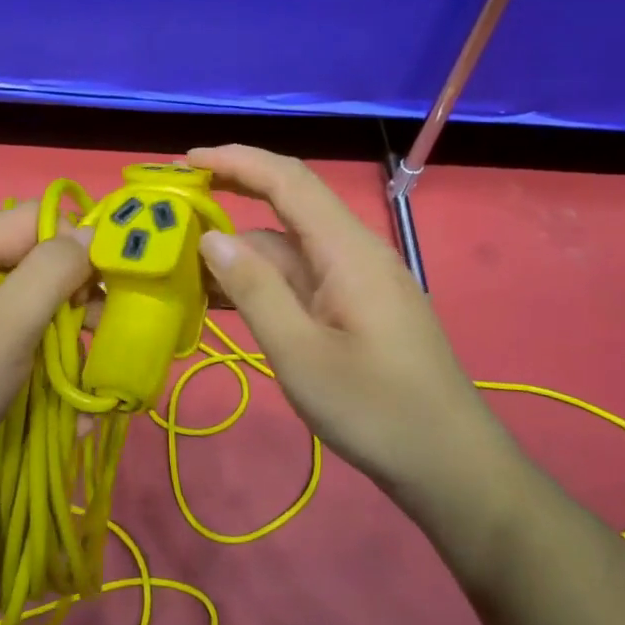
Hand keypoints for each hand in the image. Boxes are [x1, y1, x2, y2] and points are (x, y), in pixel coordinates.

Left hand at [0, 203, 92, 533]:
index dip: (83, 236)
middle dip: (83, 297)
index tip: (123, 273)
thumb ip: (54, 270)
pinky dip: (52, 377)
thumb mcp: (8, 320)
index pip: (39, 219)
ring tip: (101, 378)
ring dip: (73, 344)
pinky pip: (24, 357)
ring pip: (38, 317)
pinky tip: (76, 412)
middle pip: (42, 269)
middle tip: (112, 330)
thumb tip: (93, 230)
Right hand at [188, 145, 523, 522]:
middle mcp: (354, 253)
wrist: (448, 463)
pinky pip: (301, 279)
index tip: (185, 160)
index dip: (237, 161)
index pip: (288, 181)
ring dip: (240, 250)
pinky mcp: (355, 309)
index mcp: (347, 251)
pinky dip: (261, 281)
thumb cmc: (375, 410)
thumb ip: (254, 291)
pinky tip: (225, 299)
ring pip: (290, 249)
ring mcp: (356, 282)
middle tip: (175, 205)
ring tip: (183, 263)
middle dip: (232, 196)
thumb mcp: (300, 354)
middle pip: (288, 206)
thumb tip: (210, 237)